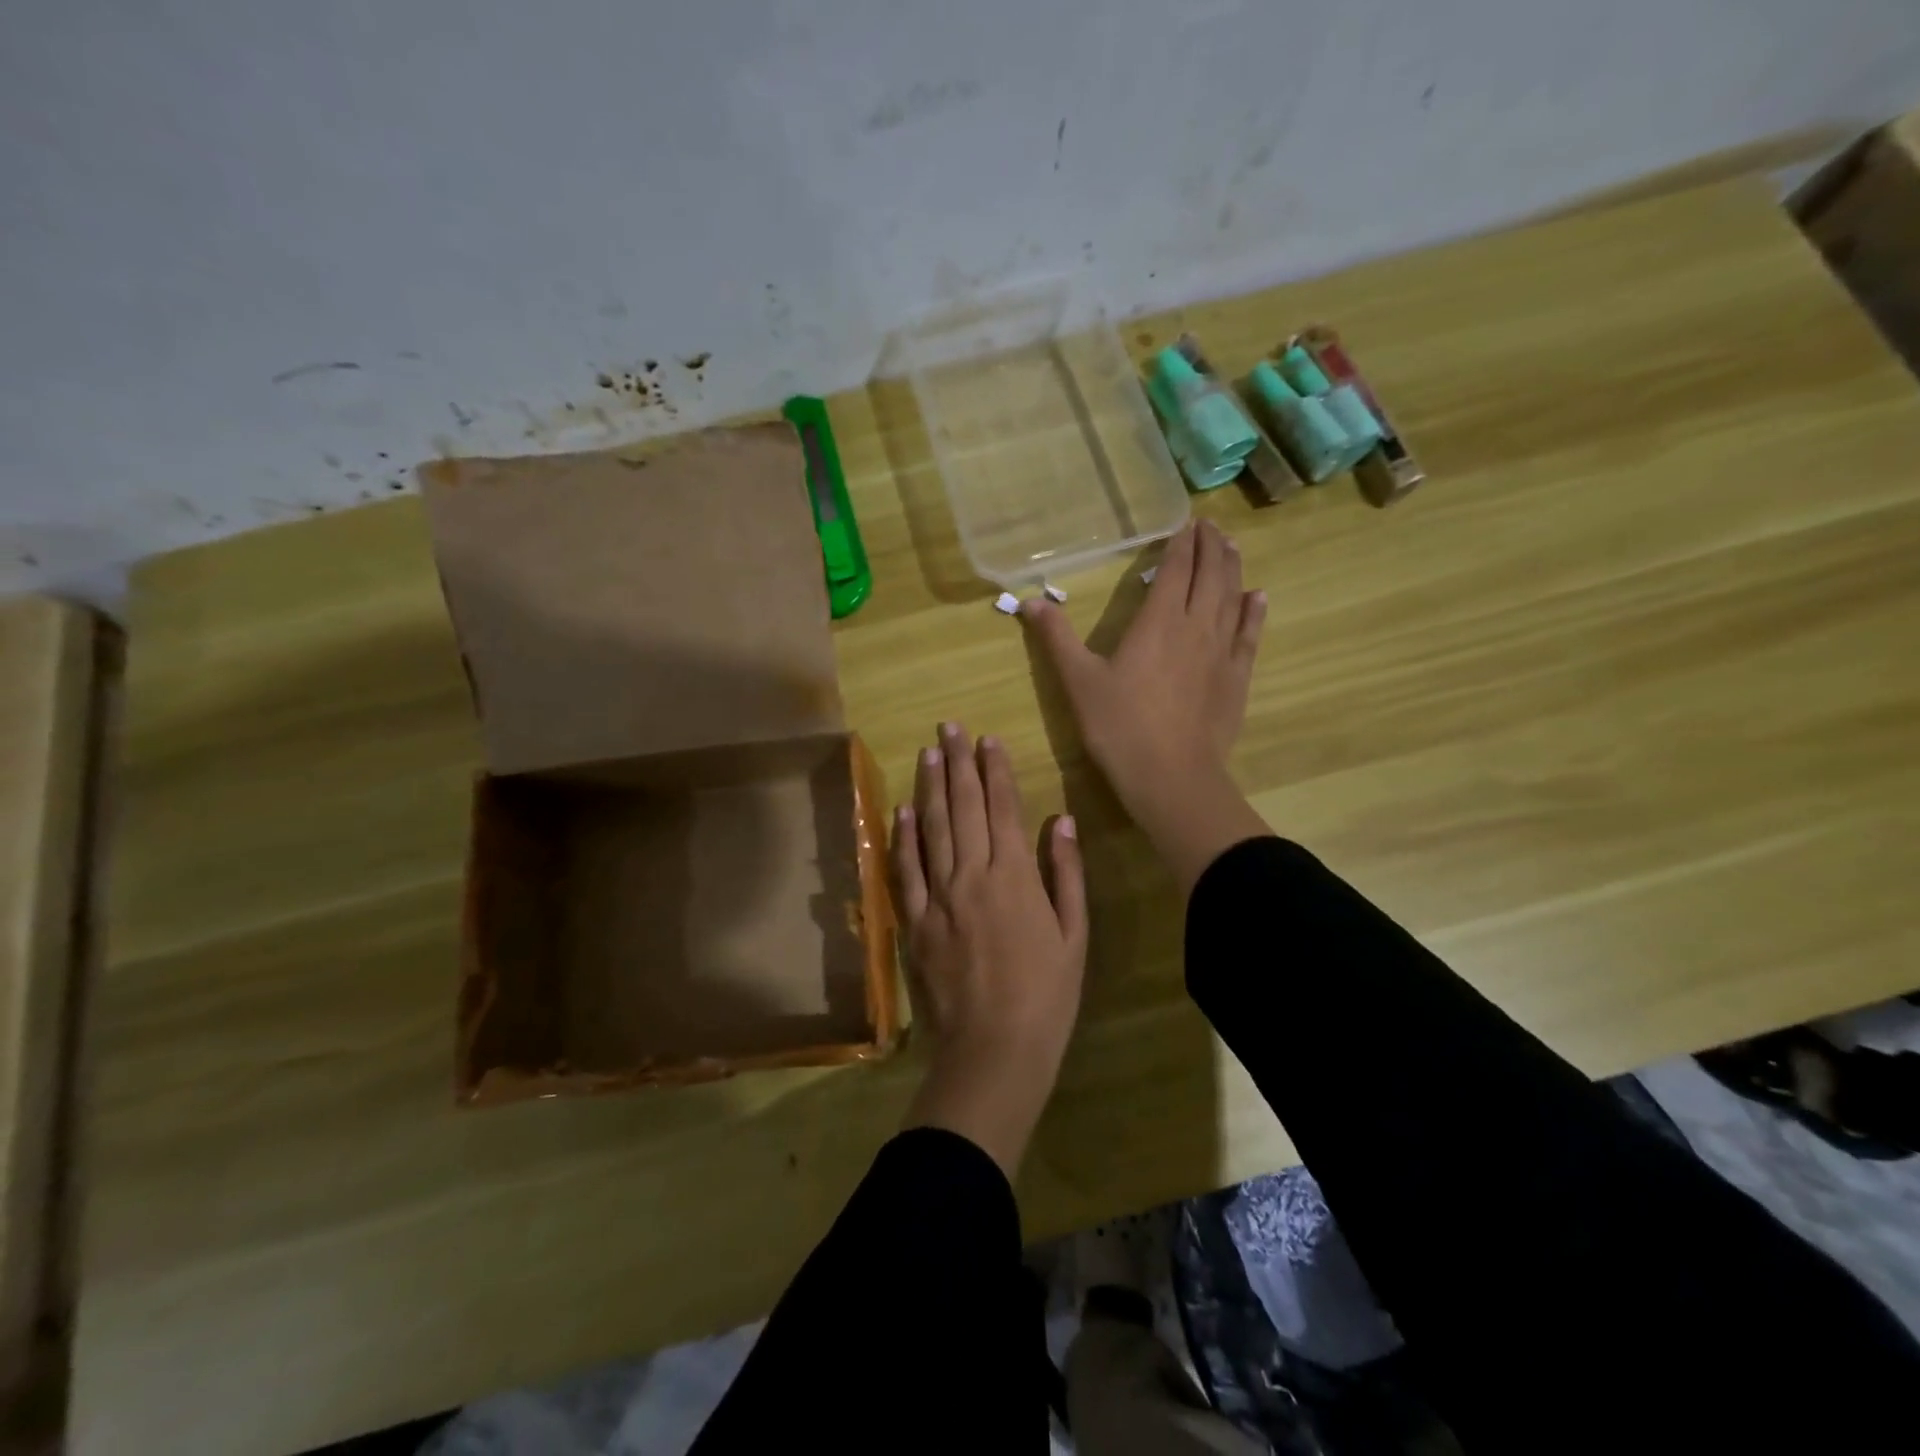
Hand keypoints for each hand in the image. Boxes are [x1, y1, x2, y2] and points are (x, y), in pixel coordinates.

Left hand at [892, 722, 1087, 1176]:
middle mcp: (972, 875)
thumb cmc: (1046, 994)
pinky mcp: (914, 921)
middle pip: (962, 807)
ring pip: (931, 829)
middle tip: (950, 727)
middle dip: (958, 763)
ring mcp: (938, 897)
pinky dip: (902, 837)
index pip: (1002, 808)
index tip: (988, 739)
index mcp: (1014, 876)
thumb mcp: (1073, 934)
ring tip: (928, 752)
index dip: (995, 770)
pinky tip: (902, 810)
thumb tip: (1061, 820)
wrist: (995, 1048)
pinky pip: (905, 870)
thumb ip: (1065, 874)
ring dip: (929, 786)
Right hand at [1022, 519, 1270, 892]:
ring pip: (1232, 597)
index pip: (1175, 569)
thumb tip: (1030, 601)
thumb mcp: (1078, 681)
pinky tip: (1258, 596)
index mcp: (1157, 621)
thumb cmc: (1119, 727)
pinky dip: (1254, 610)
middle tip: (1210, 526)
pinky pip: (1250, 633)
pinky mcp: (1237, 677)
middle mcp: (1195, 626)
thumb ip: (1056, 637)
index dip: (1181, 544)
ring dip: (1233, 568)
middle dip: (1210, 546)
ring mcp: (1222, 651)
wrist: (1171, 776)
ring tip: (1232, 547)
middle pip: (1209, 575)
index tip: (1186, 523)